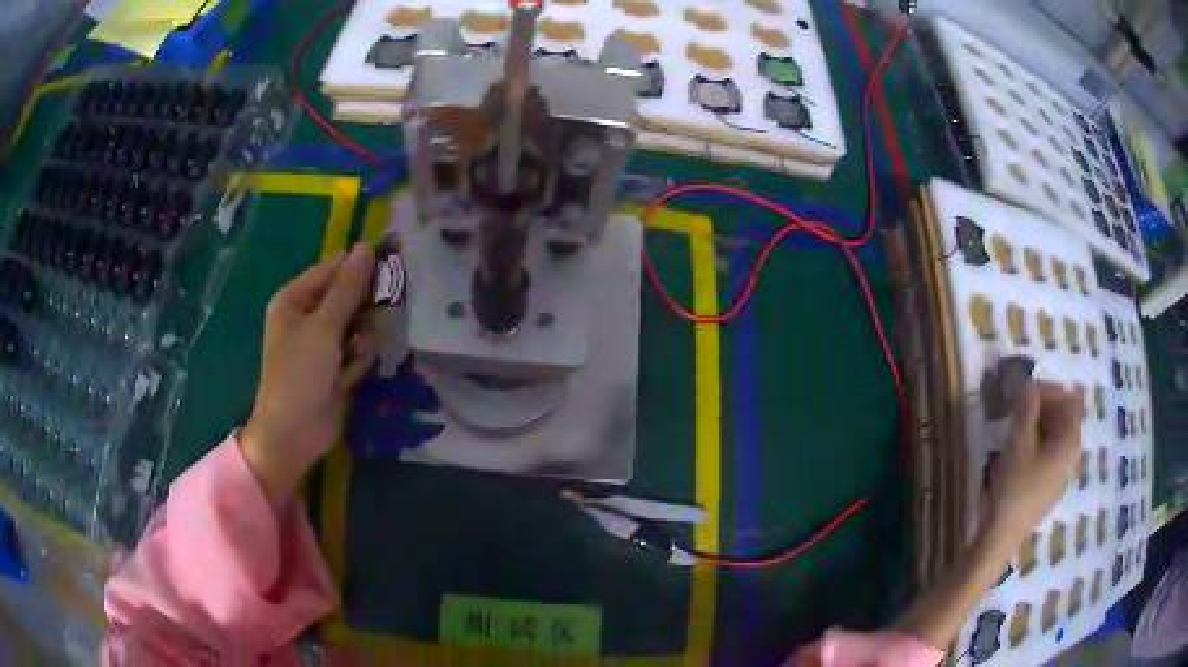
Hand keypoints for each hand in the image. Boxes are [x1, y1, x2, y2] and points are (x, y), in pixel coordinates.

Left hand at [241, 245, 378, 504]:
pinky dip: (358, 360)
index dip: (360, 268)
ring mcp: (321, 342)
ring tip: (355, 357)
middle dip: (363, 310)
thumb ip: (348, 289)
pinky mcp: (335, 365)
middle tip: (372, 322)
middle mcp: (307, 316)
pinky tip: (350, 376)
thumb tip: (366, 248)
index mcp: (295, 299)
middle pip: (348, 296)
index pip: (333, 269)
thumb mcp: (324, 328)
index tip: (391, 270)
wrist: (294, 433)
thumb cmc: (300, 374)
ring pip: (358, 324)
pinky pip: (357, 349)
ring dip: (362, 339)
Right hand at [991, 381, 1084, 540]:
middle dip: (1044, 405)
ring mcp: (1063, 471)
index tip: (1027, 392)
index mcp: (1070, 441)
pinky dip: (1039, 439)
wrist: (1002, 535)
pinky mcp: (1051, 483)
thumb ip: (1026, 409)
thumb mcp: (1018, 443)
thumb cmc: (1014, 487)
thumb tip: (1029, 384)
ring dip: (1040, 422)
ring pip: (1057, 433)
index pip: (1072, 400)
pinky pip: (1051, 450)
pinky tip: (1020, 448)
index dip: (1052, 390)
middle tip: (1020, 406)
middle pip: (1066, 416)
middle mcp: (1073, 453)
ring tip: (1017, 425)